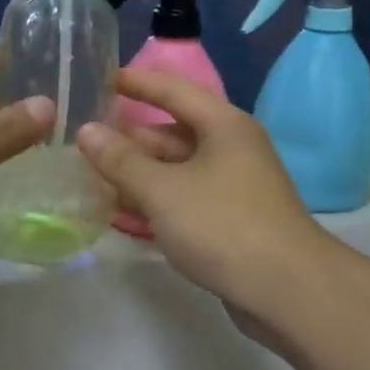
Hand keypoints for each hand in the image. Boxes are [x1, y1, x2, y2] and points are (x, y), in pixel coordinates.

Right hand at [76, 70, 331, 320]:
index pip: (173, 90)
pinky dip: (155, 203)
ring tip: (91, 179)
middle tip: (83, 143)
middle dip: (129, 140)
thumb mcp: (162, 190)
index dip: (138, 82)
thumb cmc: (222, 225)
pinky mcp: (229, 221)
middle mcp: (230, 149)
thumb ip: (120, 160)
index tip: (103, 79)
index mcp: (223, 126)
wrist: (286, 291)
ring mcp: (232, 187)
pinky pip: (183, 200)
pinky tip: (122, 215)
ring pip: (175, 171)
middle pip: (171, 135)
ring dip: (137, 176)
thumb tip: (86, 131)